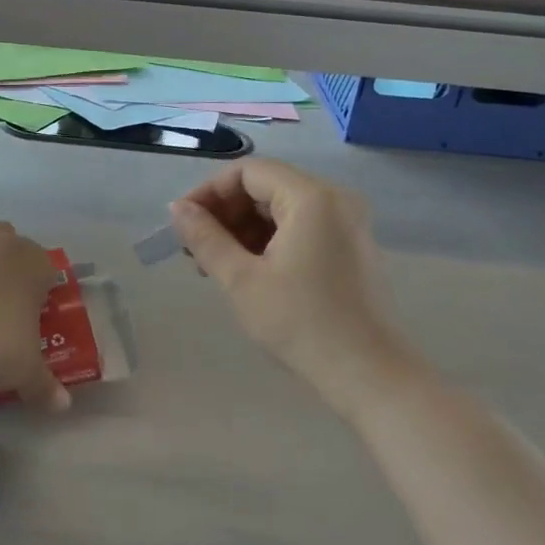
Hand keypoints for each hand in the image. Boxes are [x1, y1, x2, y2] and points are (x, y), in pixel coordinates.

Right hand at [168, 159, 415, 387]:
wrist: (366, 373)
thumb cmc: (300, 322)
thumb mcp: (241, 279)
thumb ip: (205, 237)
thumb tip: (177, 209)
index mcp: (312, 198)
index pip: (248, 172)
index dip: (210, 191)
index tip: (182, 222)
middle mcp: (334, 199)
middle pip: (266, 186)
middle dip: (225, 212)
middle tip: (194, 247)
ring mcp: (346, 223)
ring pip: (281, 207)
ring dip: (243, 228)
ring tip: (214, 263)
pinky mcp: (349, 246)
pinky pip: (299, 226)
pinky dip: (268, 239)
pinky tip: (246, 269)